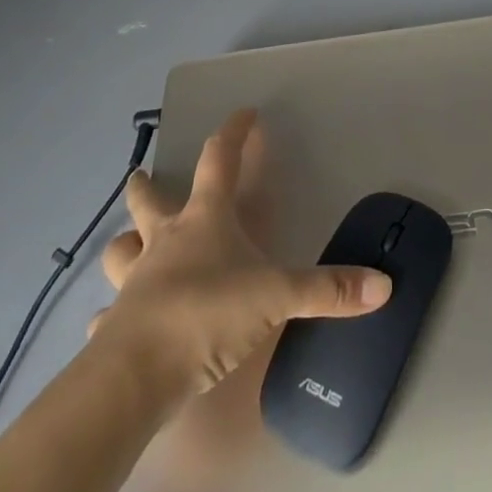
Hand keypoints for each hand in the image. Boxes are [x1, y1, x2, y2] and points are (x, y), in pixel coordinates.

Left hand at [89, 109, 392, 393]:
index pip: (220, 159)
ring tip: (130, 245)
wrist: (133, 378)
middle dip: (147, 185)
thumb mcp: (278, 297)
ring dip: (125, 244)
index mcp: (205, 219)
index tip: (244, 113)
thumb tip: (383, 286)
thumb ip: (329, 291)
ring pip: (120, 250)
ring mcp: (133, 283)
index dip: (234, 132)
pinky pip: (107, 315)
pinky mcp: (112, 327)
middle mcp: (165, 240)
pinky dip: (112, 315)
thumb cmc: (207, 315)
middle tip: (141, 176)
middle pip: (149, 200)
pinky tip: (116, 325)